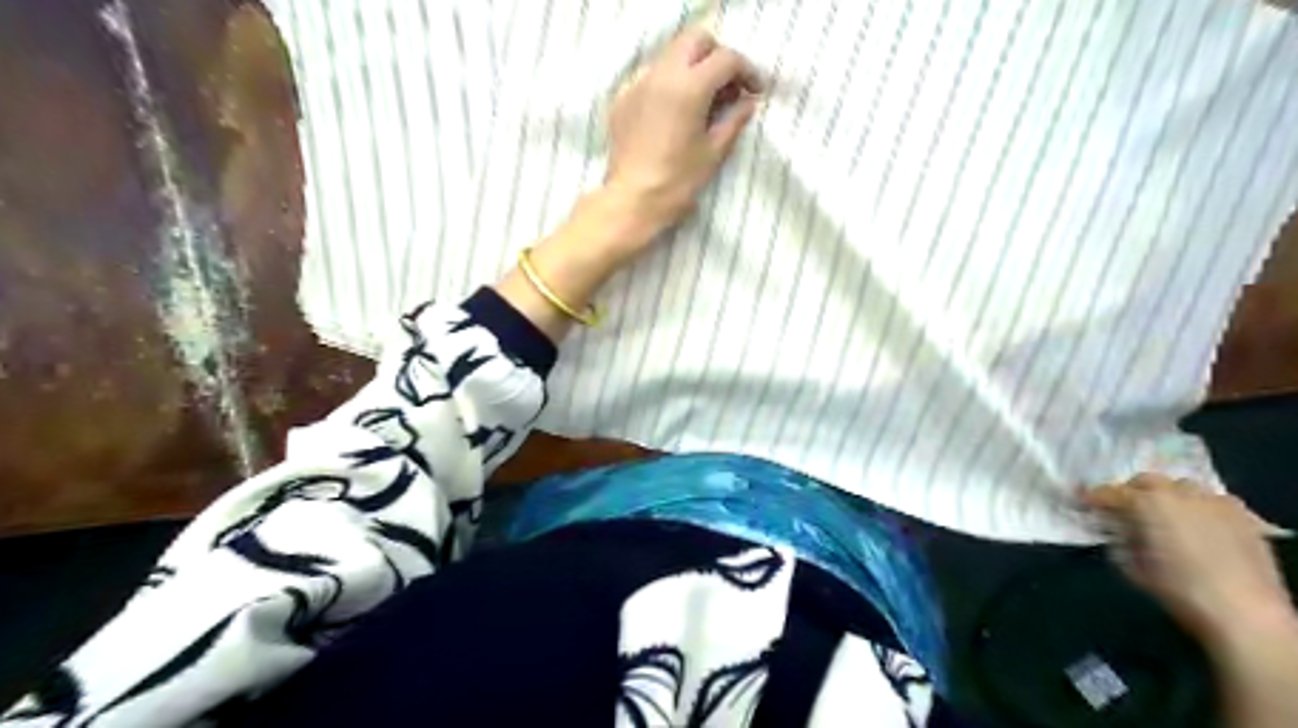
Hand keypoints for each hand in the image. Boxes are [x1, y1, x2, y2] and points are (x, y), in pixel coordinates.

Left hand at [607, 30, 763, 238]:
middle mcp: (661, 75)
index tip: (754, 91)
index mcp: (689, 87)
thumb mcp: (714, 152)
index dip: (746, 71)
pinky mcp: (623, 99)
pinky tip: (675, 113)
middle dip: (717, 57)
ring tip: (703, 101)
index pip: (725, 59)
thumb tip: (747, 103)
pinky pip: (651, 77)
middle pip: (695, 41)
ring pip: (671, 55)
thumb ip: (734, 120)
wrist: (632, 201)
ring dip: (692, 68)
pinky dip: (670, 84)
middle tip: (728, 87)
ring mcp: (638, 85)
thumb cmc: (677, 182)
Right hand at [1087, 475, 1286, 644]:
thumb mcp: (1131, 565)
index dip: (1092, 497)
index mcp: (1146, 502)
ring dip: (1166, 496)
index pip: (1110, 492)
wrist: (1245, 614)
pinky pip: (1212, 500)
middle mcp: (1179, 493)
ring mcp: (1215, 502)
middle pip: (1146, 481)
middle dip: (1131, 491)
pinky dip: (1198, 506)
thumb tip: (1115, 528)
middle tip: (1123, 510)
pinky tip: (1197, 524)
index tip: (1082, 503)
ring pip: (1181, 486)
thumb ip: (1119, 538)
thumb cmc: (1178, 590)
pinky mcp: (1243, 516)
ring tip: (1163, 516)